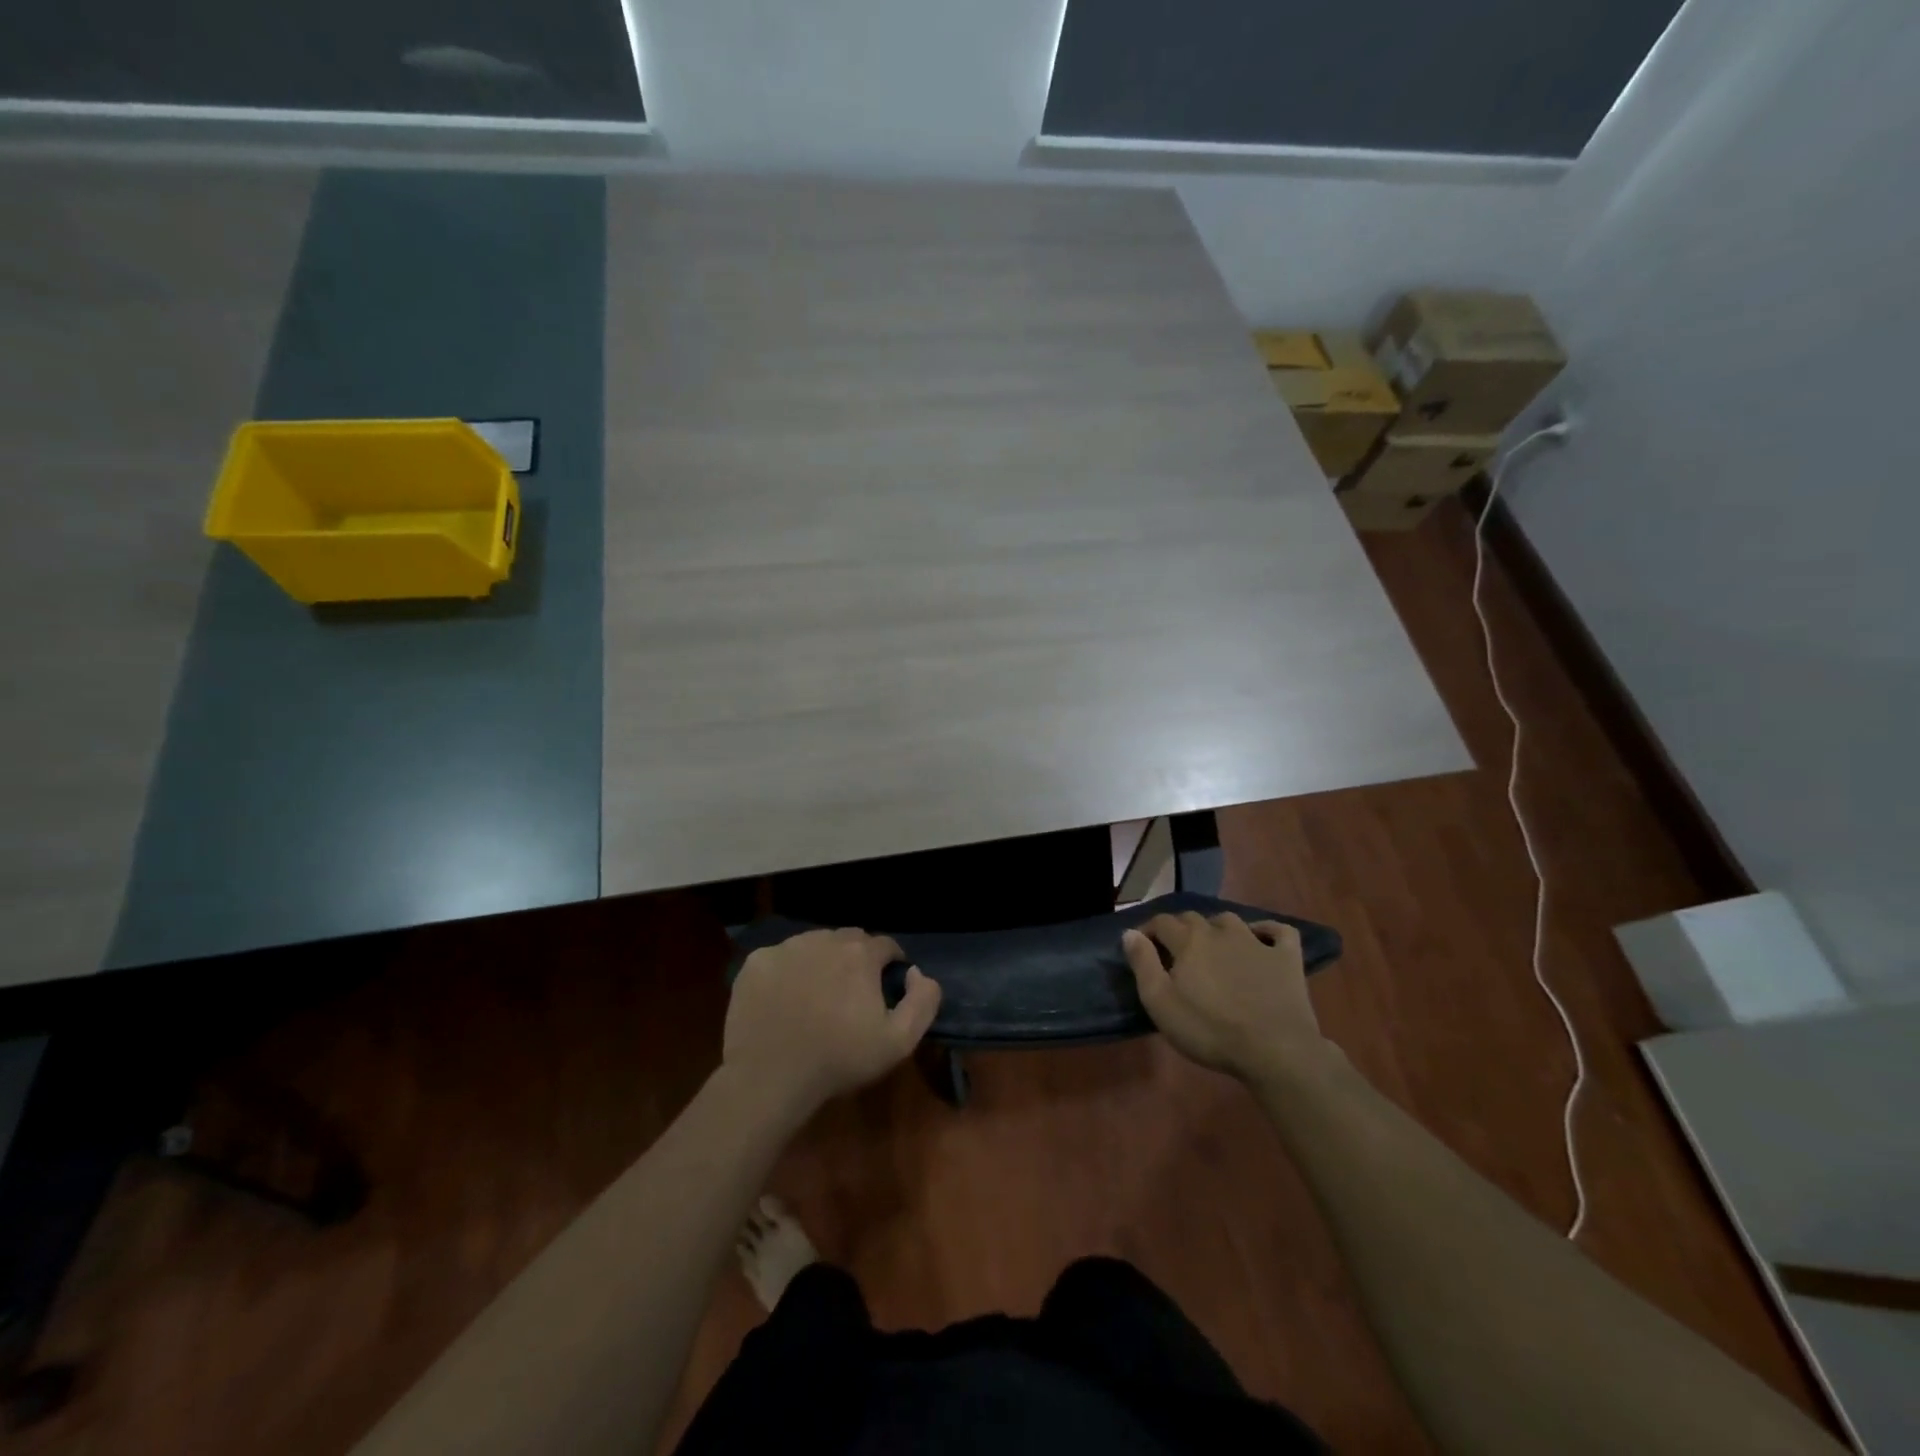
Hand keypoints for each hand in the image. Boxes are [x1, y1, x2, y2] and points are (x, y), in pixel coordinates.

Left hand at [724, 928, 941, 1115]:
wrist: (770, 1077)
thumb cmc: (839, 1060)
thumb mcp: (899, 1041)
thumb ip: (923, 1000)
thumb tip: (916, 972)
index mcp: (860, 954)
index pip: (885, 945)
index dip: (891, 964)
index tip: (887, 987)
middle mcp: (823, 939)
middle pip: (849, 940)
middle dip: (857, 959)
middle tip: (852, 992)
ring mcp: (786, 948)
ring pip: (814, 944)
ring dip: (822, 961)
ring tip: (817, 994)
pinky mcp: (756, 962)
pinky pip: (781, 958)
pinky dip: (788, 971)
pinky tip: (785, 999)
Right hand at [1122, 912, 1332, 1084]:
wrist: (1274, 1049)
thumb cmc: (1210, 1030)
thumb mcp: (1161, 1003)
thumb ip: (1143, 964)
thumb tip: (1130, 933)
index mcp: (1189, 941)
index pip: (1162, 922)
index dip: (1148, 931)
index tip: (1142, 946)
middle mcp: (1221, 932)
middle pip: (1194, 919)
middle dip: (1179, 930)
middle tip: (1175, 953)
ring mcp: (1257, 942)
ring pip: (1230, 921)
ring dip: (1217, 928)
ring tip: (1213, 947)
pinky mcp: (1286, 958)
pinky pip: (1279, 931)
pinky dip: (1267, 930)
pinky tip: (1262, 939)